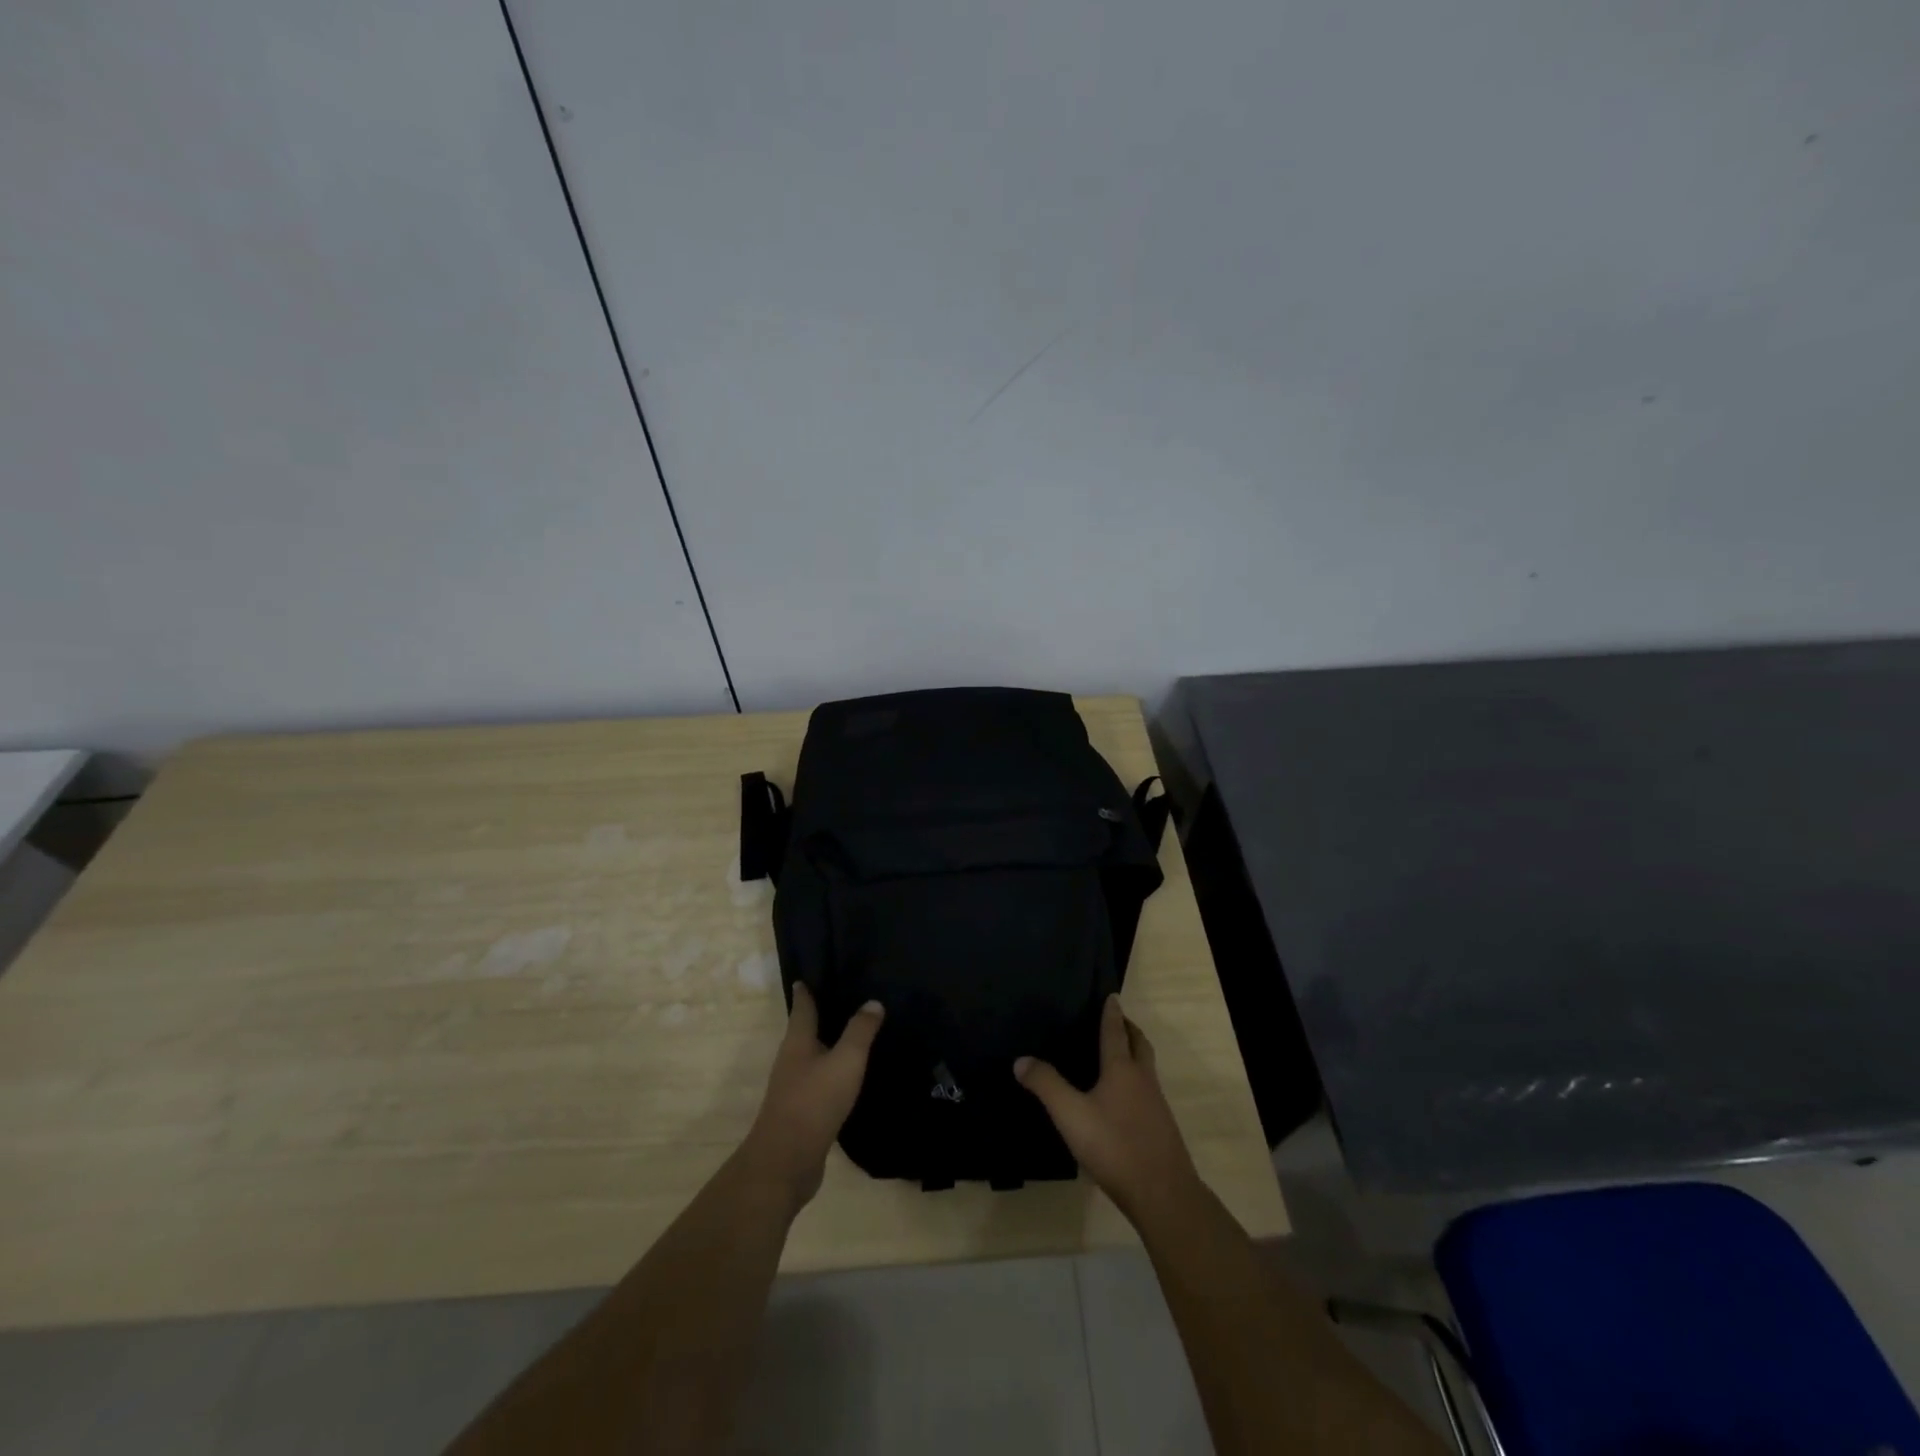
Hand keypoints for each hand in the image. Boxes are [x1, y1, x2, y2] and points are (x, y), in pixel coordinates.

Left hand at [740, 983, 883, 1212]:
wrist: (786, 1163)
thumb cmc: (814, 1102)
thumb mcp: (845, 1061)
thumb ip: (860, 1031)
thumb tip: (873, 1002)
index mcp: (797, 1041)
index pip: (802, 1006)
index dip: (807, 989)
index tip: (811, 974)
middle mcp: (792, 1060)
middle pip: (806, 1030)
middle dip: (822, 1014)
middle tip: (847, 997)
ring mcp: (794, 1087)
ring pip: (813, 1056)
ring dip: (830, 1044)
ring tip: (855, 1034)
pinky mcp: (802, 1112)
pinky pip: (820, 1081)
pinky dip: (834, 1071)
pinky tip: (851, 1075)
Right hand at [1016, 995, 1201, 1227]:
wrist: (1163, 1193)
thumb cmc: (1114, 1146)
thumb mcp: (1070, 1115)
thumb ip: (1046, 1085)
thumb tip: (1021, 1059)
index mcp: (1122, 1068)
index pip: (1116, 1030)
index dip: (1112, 1012)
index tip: (1112, 995)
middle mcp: (1142, 1078)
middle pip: (1139, 1044)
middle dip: (1129, 1028)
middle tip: (1116, 1020)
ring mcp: (1156, 1103)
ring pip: (1146, 1066)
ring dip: (1135, 1052)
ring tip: (1117, 1054)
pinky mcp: (1161, 1127)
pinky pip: (1148, 1089)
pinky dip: (1137, 1079)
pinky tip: (1123, 1098)